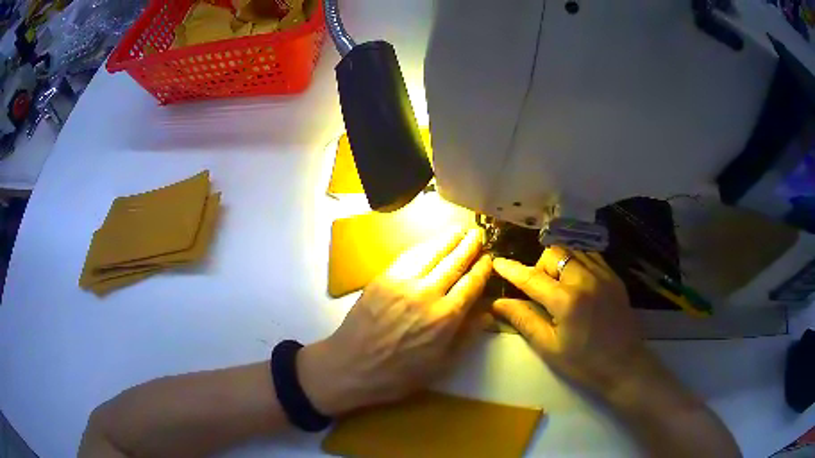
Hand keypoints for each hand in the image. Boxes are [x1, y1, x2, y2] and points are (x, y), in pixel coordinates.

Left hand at [299, 228, 491, 414]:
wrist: (352, 366)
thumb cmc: (399, 373)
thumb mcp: (441, 365)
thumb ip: (467, 336)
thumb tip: (488, 313)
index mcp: (446, 317)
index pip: (471, 283)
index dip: (483, 268)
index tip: (490, 258)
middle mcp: (427, 293)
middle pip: (454, 262)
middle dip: (469, 245)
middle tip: (478, 233)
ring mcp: (403, 282)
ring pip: (432, 253)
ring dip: (448, 239)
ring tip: (460, 230)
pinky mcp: (383, 278)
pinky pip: (408, 256)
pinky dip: (423, 246)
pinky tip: (430, 243)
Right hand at [491, 246, 646, 394]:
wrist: (624, 365)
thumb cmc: (583, 363)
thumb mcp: (549, 347)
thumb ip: (524, 320)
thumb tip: (498, 303)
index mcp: (566, 300)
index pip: (531, 278)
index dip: (511, 270)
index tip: (497, 262)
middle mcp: (585, 279)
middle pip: (554, 253)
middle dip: (540, 266)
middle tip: (541, 291)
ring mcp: (603, 275)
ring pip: (573, 250)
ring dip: (559, 262)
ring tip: (560, 286)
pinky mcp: (614, 277)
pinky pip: (590, 256)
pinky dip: (577, 262)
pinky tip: (577, 283)